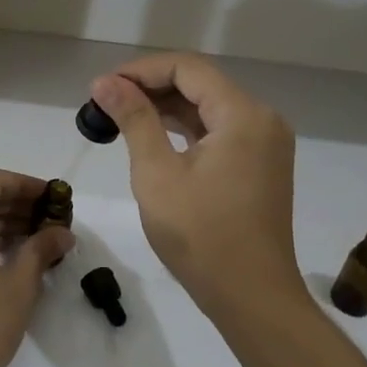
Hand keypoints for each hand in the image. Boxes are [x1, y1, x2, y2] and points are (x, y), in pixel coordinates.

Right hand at [89, 53, 301, 326]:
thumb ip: (133, 119)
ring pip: (207, 107)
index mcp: (243, 115)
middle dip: (150, 87)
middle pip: (199, 83)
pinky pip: (217, 130)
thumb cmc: (201, 235)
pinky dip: (183, 129)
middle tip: (104, 103)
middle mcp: (261, 119)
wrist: (252, 298)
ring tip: (118, 118)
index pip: (187, 67)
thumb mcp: (157, 173)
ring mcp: (263, 143)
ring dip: (164, 107)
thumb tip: (105, 82)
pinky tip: (150, 136)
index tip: (102, 88)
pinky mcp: (258, 164)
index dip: (140, 70)